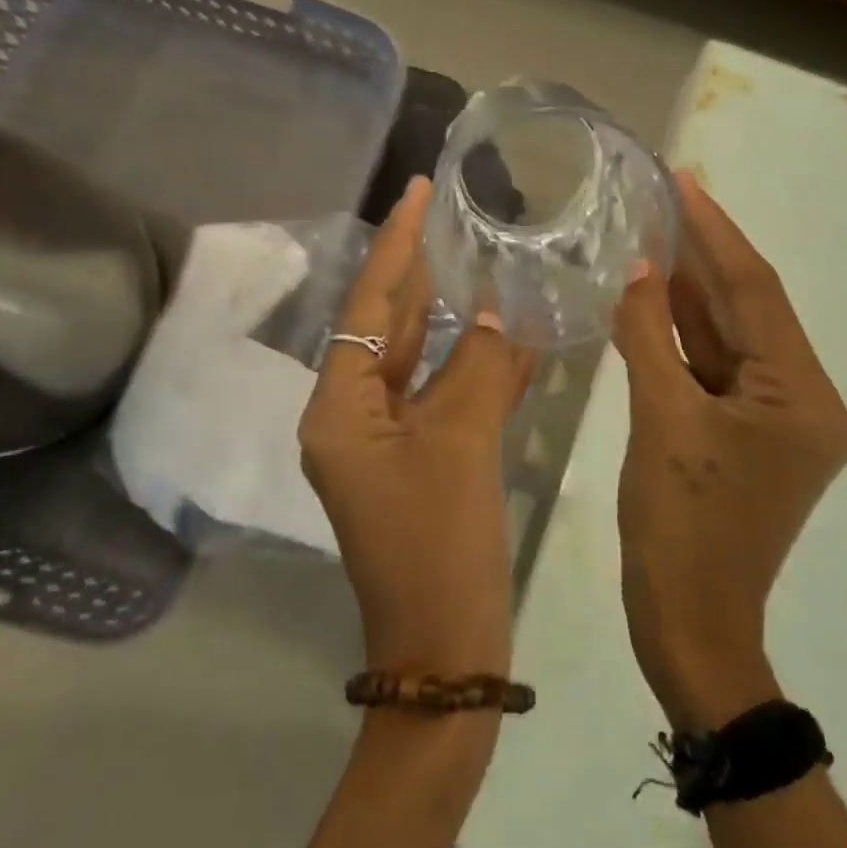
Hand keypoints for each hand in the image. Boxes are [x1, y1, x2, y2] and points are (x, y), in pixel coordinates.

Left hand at [300, 177, 533, 676]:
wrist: (446, 654)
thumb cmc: (439, 546)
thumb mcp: (461, 445)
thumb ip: (482, 367)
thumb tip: (499, 313)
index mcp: (339, 410)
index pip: (367, 308)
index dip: (396, 248)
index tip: (417, 193)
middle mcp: (352, 418)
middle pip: (387, 329)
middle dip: (419, 274)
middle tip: (450, 217)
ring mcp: (386, 442)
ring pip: (419, 361)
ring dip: (451, 318)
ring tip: (480, 260)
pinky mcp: (419, 462)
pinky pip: (443, 397)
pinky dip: (472, 367)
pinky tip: (507, 334)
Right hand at [610, 171, 846, 729]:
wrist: (690, 627)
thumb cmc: (681, 528)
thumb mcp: (660, 421)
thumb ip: (649, 335)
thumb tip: (638, 268)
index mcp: (803, 397)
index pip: (756, 293)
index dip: (716, 233)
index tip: (685, 181)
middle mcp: (806, 400)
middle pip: (748, 310)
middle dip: (705, 254)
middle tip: (664, 198)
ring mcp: (778, 419)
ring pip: (730, 336)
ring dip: (692, 290)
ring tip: (654, 232)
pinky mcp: (750, 432)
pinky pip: (716, 367)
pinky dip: (684, 333)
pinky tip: (654, 294)